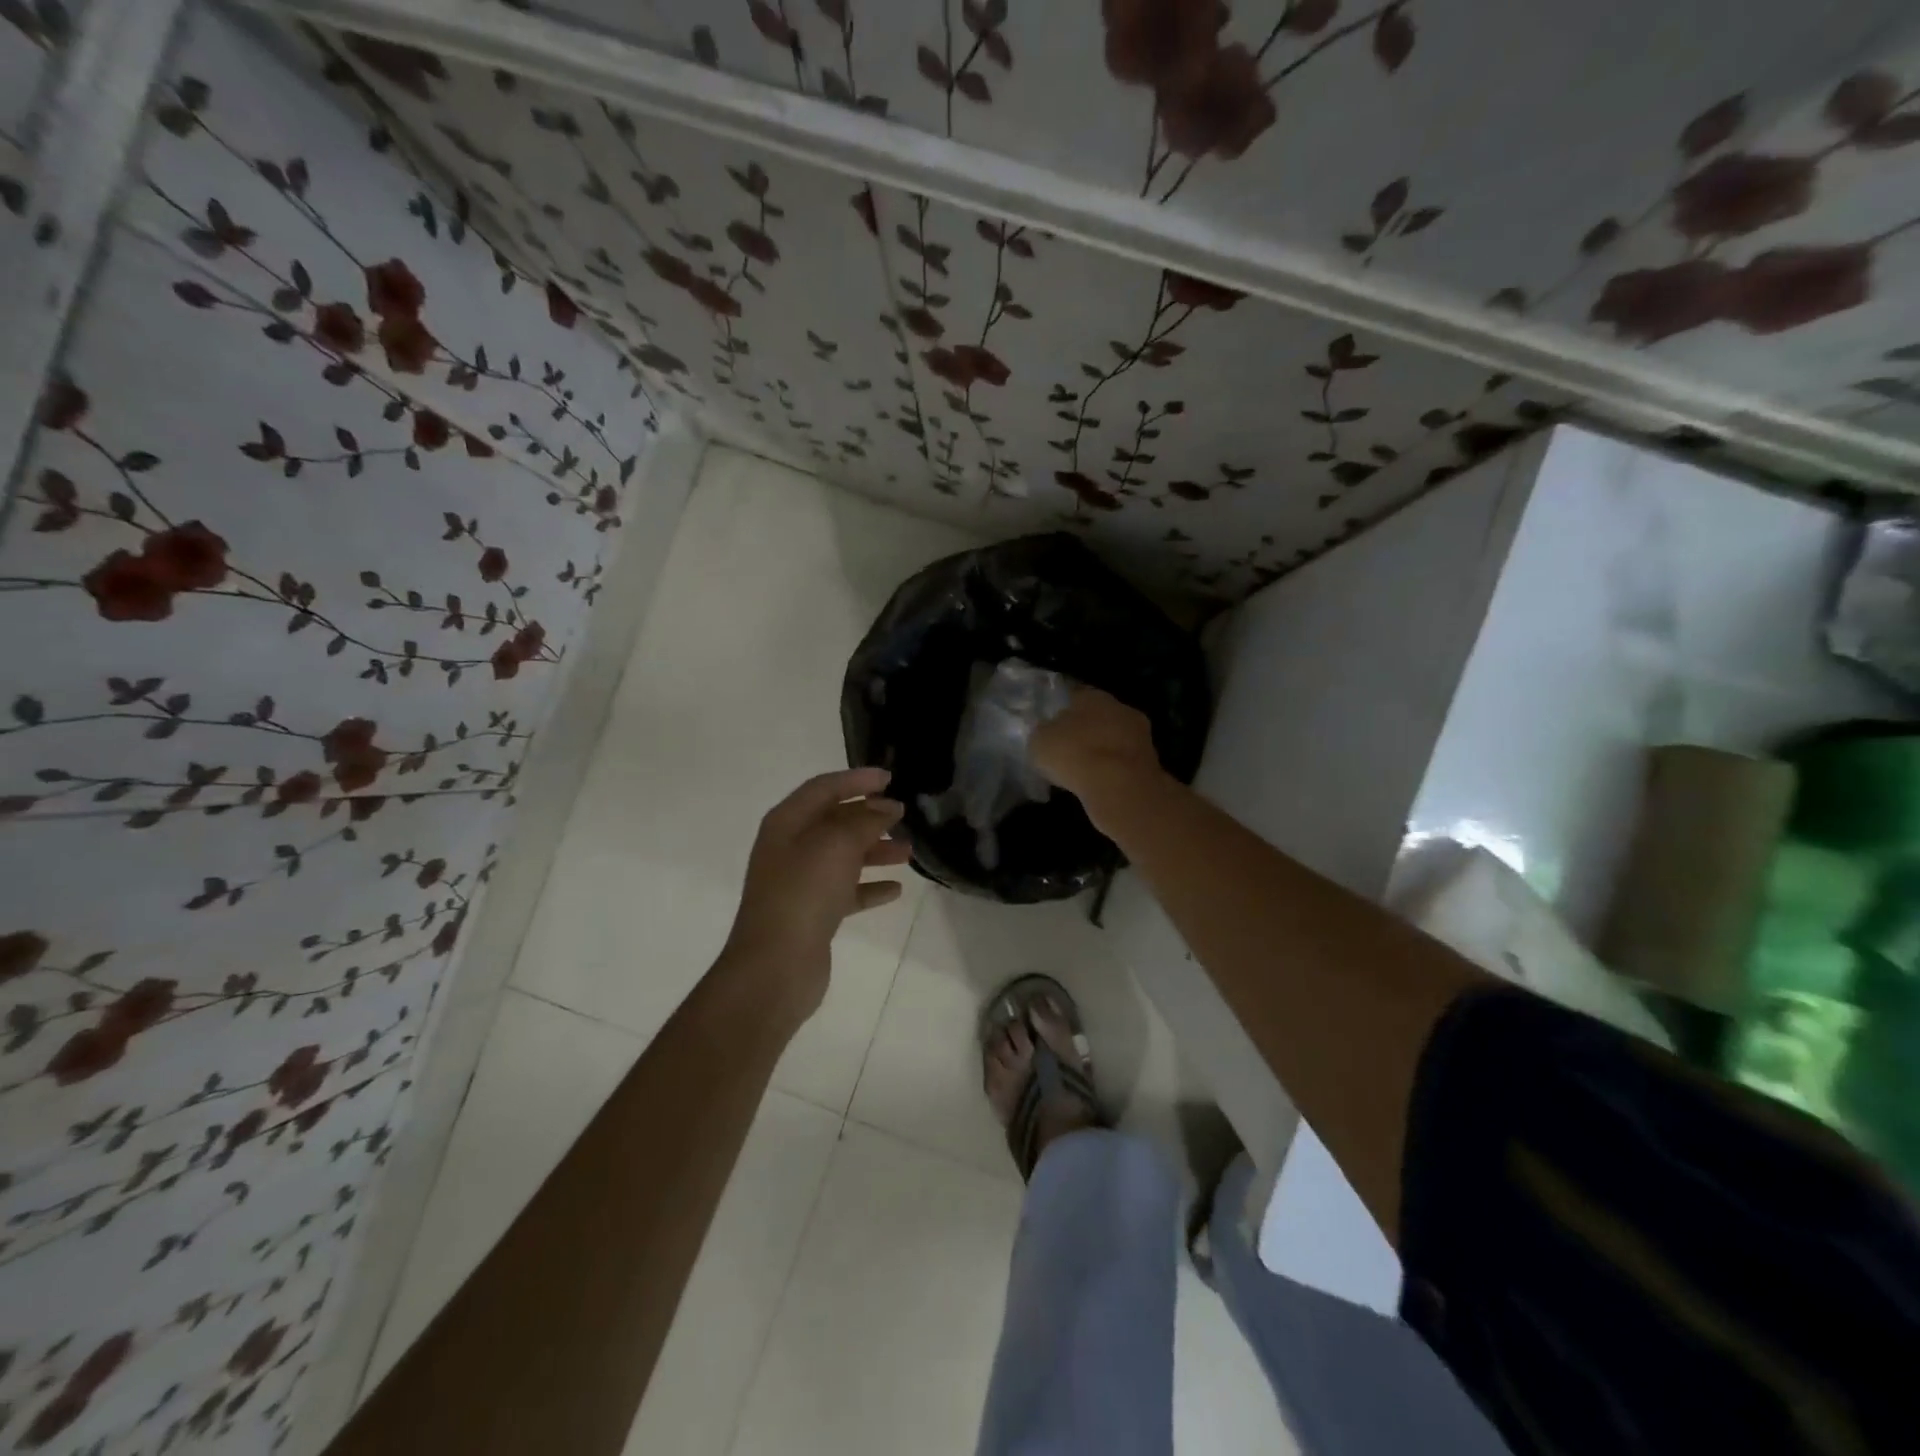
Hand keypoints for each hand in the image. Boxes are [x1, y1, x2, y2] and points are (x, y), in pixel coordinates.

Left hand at [721, 767, 910, 1020]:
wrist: (775, 965)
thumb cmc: (804, 892)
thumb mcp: (837, 844)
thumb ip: (866, 820)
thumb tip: (888, 808)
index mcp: (787, 822)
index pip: (824, 787)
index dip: (856, 779)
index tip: (890, 778)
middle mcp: (790, 848)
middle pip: (834, 821)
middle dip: (869, 816)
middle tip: (903, 815)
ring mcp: (800, 882)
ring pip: (843, 856)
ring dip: (874, 850)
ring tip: (908, 852)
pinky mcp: (812, 913)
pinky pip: (846, 891)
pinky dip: (869, 886)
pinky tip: (895, 889)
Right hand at [1030, 687, 1163, 829]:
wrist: (1119, 786)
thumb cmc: (1074, 754)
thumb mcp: (1040, 742)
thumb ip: (1043, 732)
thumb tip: (1046, 732)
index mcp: (1092, 695)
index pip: (1074, 696)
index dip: (1061, 711)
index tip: (1051, 727)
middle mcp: (1119, 707)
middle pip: (1098, 716)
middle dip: (1085, 730)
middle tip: (1068, 749)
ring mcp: (1140, 733)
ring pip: (1114, 738)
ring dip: (1102, 750)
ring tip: (1084, 769)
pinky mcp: (1151, 760)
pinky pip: (1124, 760)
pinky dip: (1113, 769)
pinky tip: (1101, 782)